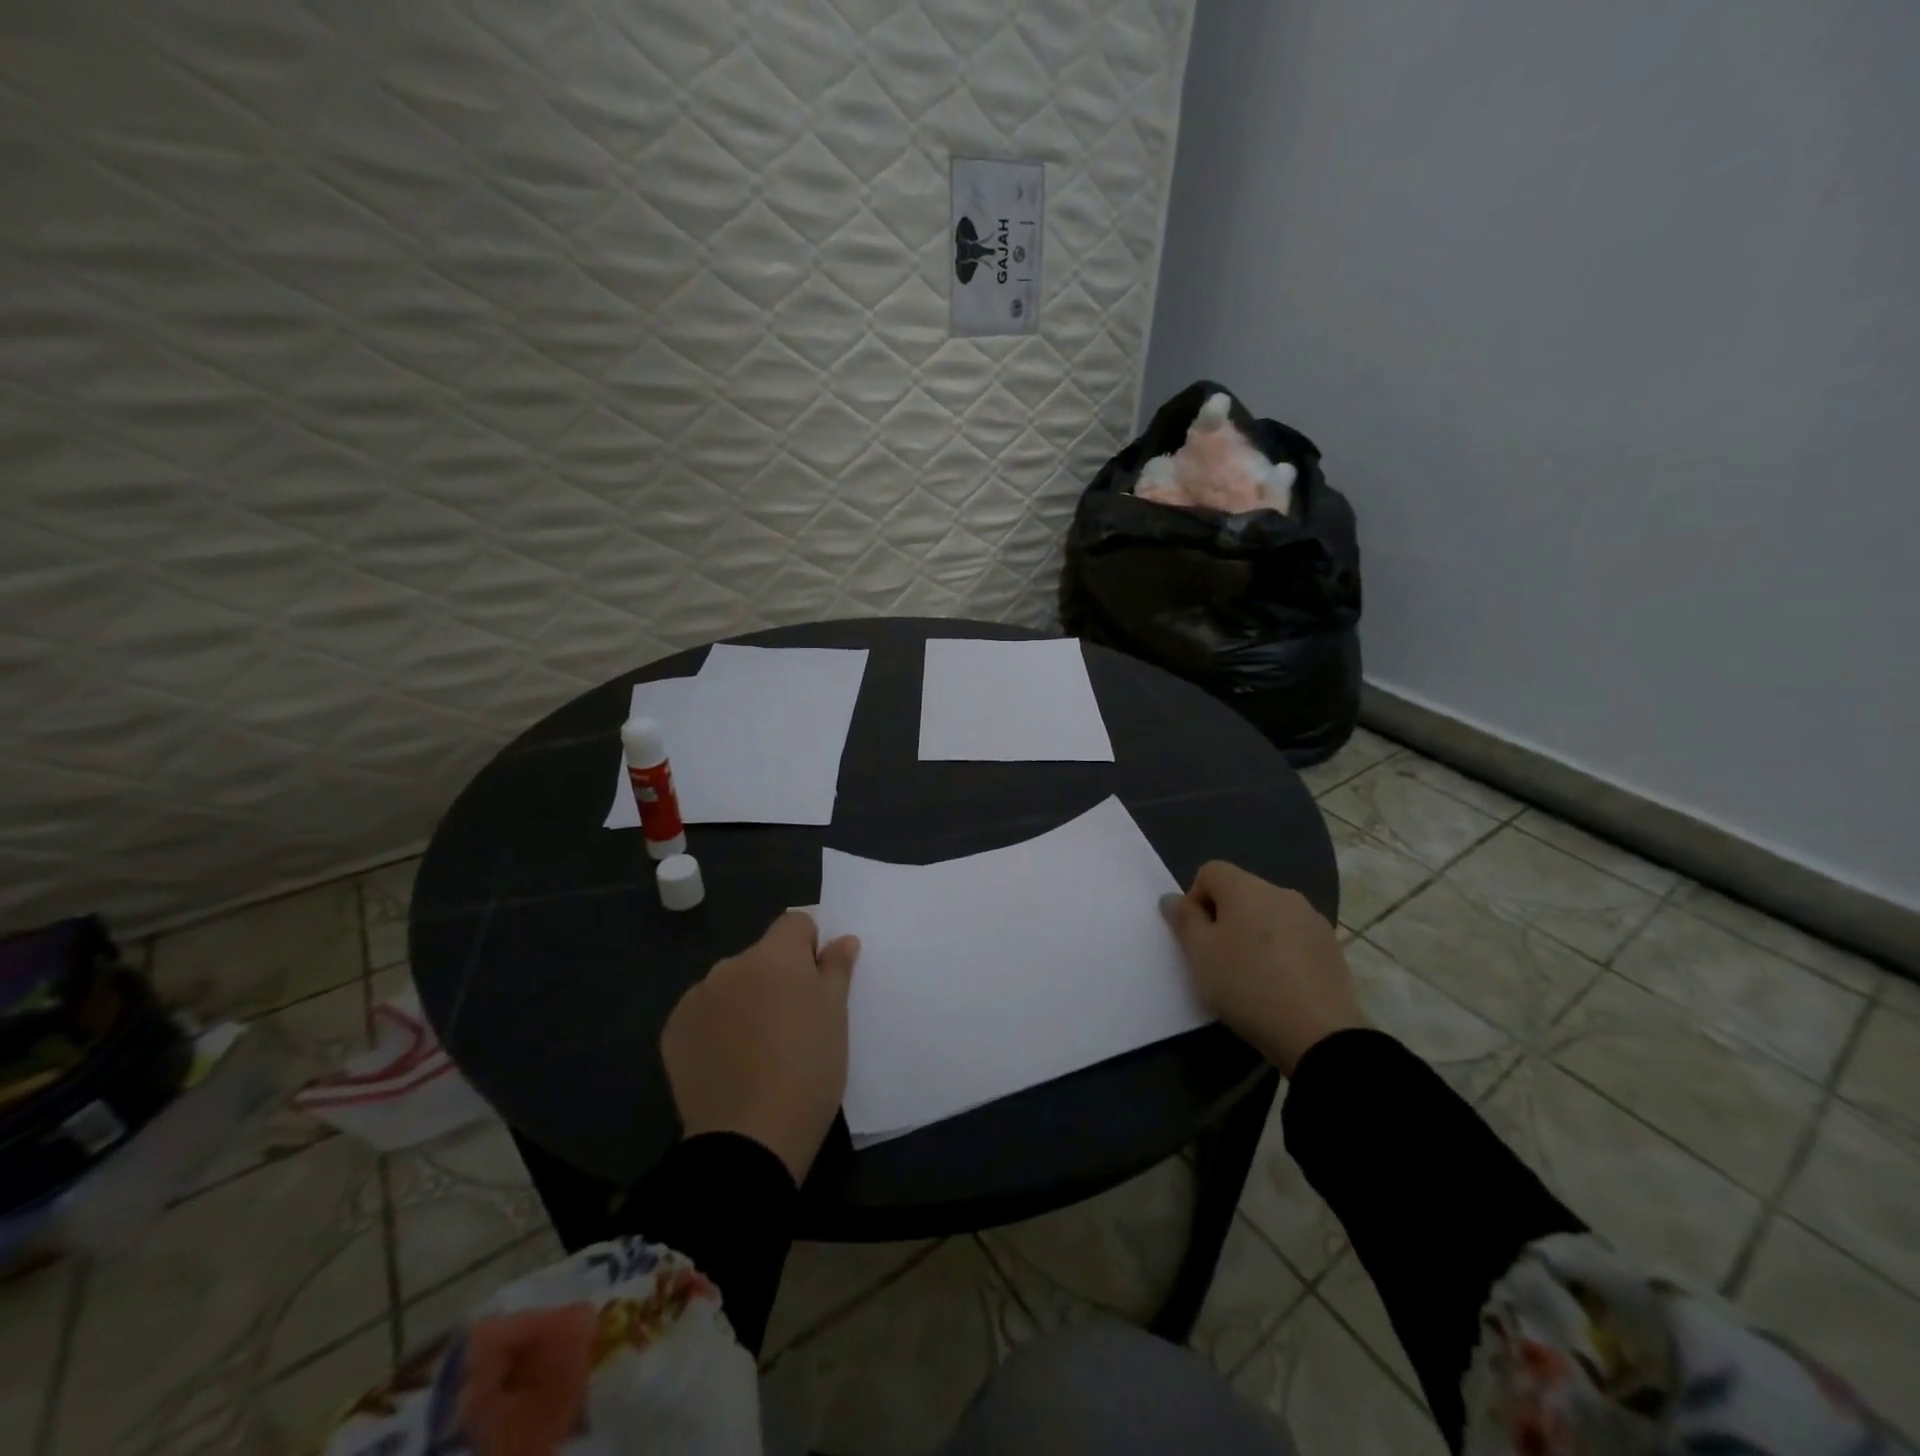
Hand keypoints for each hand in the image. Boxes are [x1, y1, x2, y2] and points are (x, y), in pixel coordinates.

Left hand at [660, 911, 860, 1184]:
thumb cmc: (808, 1069)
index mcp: (774, 956)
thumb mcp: (836, 1016)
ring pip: (731, 984)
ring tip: (758, 1047)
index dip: (810, 946)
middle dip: (776, 977)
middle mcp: (730, 966)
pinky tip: (729, 1061)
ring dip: (745, 1000)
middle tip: (792, 1022)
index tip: (817, 983)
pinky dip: (717, 1026)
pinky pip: (703, 1013)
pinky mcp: (674, 1031)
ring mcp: (697, 998)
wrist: (750, 1138)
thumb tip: (843, 940)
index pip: (796, 922)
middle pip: (761, 955)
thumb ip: (836, 969)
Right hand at [1160, 861, 1365, 1074]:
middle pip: (1241, 892)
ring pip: (1269, 915)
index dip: (1195, 899)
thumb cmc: (1247, 985)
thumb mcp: (1201, 955)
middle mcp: (1281, 893)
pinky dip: (1281, 951)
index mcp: (1246, 888)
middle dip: (1224, 918)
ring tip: (1251, 975)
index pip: (1210, 872)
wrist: (1319, 1033)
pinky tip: (1281, 984)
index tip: (1196, 936)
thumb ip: (1184, 921)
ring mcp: (1312, 919)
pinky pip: (1294, 936)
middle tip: (1219, 959)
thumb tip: (1173, 899)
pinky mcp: (1332, 946)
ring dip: (1254, 934)